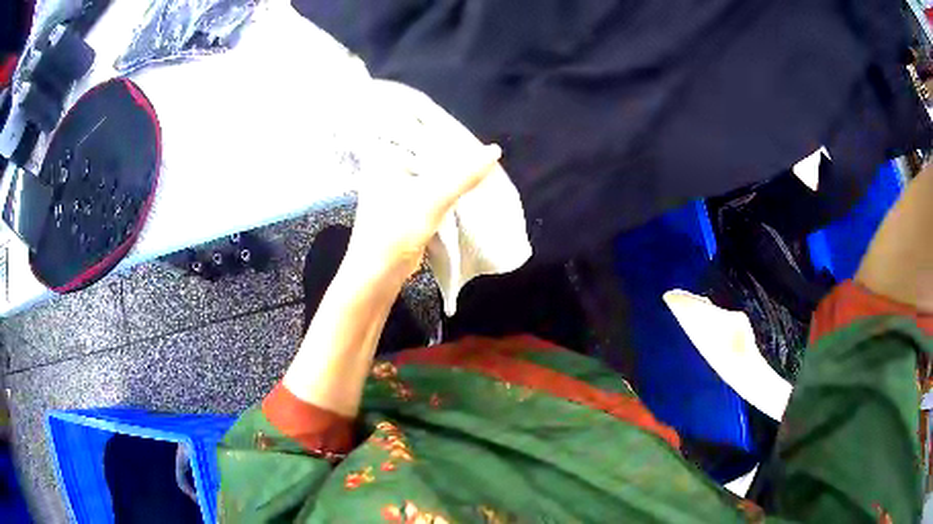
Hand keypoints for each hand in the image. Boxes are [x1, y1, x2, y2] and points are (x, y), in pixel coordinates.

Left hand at [347, 143, 502, 281]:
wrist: (378, 274)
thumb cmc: (395, 230)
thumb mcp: (432, 198)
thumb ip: (463, 174)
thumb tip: (494, 150)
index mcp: (383, 157)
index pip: (417, 131)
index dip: (444, 129)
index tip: (470, 131)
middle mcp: (387, 167)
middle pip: (425, 152)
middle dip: (452, 152)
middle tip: (481, 146)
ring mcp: (395, 187)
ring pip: (430, 171)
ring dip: (452, 171)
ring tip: (479, 161)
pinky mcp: (405, 205)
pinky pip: (430, 188)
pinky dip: (447, 187)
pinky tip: (468, 183)